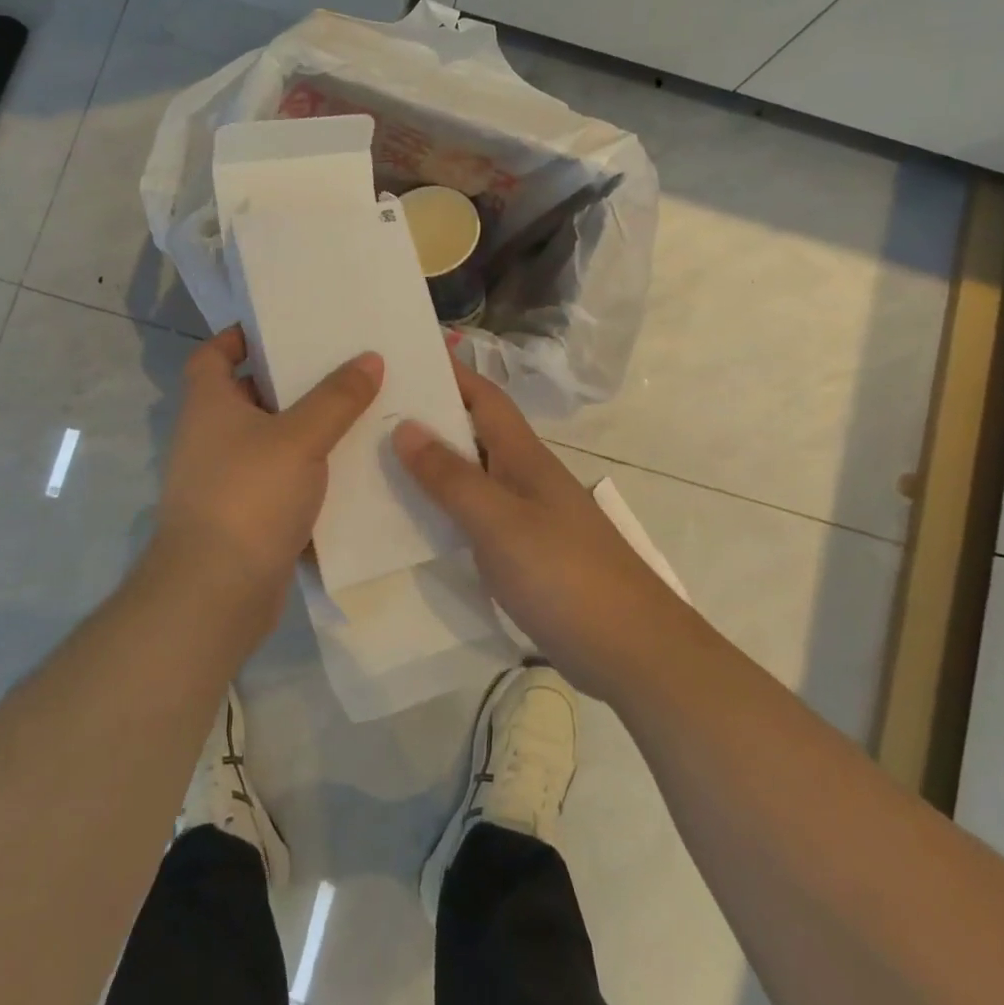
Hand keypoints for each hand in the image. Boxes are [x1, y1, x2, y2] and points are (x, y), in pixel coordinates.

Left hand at [145, 326, 382, 653]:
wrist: (216, 593)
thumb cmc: (249, 496)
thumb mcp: (300, 438)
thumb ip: (337, 398)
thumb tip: (370, 358)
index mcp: (209, 405)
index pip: (213, 355)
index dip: (239, 338)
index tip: (282, 329)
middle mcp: (210, 437)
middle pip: (248, 395)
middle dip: (289, 381)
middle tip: (339, 366)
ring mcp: (224, 480)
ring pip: (269, 440)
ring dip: (304, 428)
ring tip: (355, 411)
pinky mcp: (244, 516)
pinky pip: (279, 479)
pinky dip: (306, 470)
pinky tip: (347, 467)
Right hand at [392, 360, 682, 697]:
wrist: (631, 650)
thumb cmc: (565, 575)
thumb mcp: (500, 522)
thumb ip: (451, 477)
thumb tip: (404, 425)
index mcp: (524, 456)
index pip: (484, 397)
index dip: (450, 372)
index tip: (406, 354)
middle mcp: (525, 477)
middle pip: (474, 432)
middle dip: (430, 416)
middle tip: (372, 409)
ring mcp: (527, 516)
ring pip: (472, 475)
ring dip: (433, 464)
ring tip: (378, 459)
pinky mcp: (524, 553)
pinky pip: (475, 516)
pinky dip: (445, 509)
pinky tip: (413, 521)